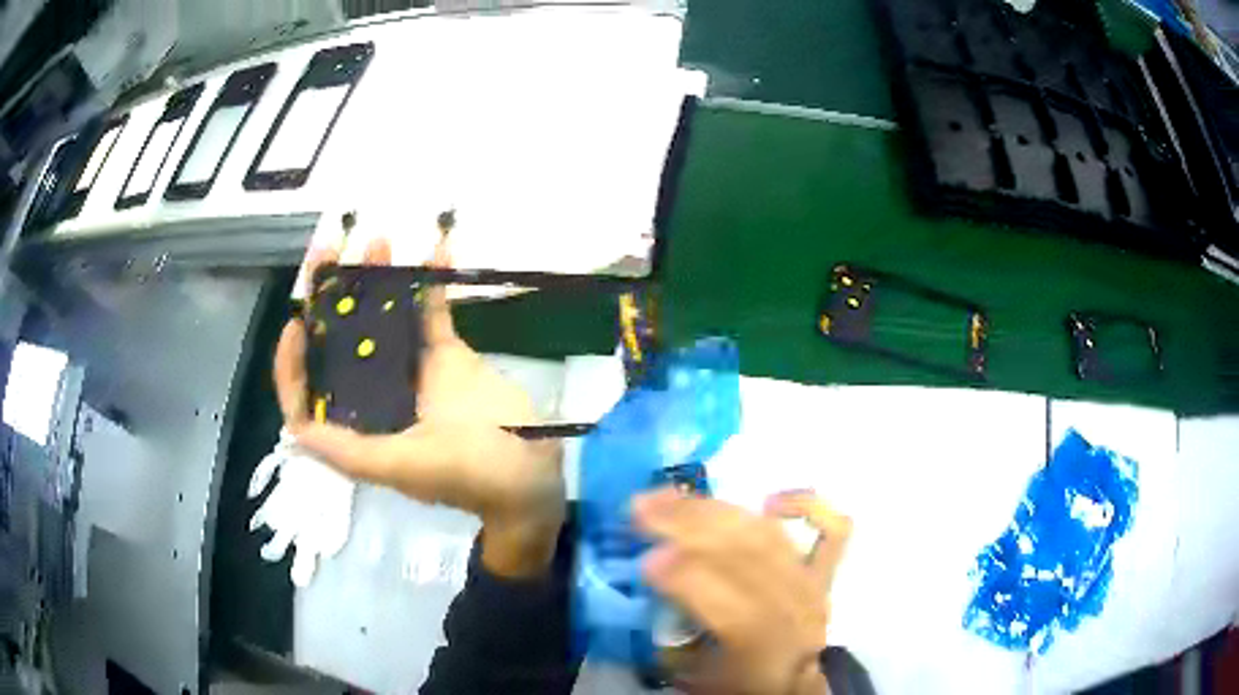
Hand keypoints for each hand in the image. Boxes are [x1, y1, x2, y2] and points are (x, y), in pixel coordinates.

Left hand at [274, 235, 565, 577]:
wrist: (532, 469)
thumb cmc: (469, 474)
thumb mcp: (404, 469)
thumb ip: (349, 453)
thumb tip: (294, 430)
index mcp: (359, 429)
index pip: (309, 400)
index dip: (293, 365)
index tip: (298, 322)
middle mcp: (376, 398)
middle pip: (339, 345)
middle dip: (330, 299)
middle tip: (330, 251)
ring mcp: (412, 373)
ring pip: (381, 321)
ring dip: (376, 280)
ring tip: (378, 240)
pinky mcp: (447, 356)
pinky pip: (433, 313)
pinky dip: (432, 283)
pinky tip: (436, 249)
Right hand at [633, 489, 851, 694]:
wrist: (797, 686)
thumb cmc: (745, 684)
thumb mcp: (702, 678)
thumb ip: (676, 640)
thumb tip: (651, 594)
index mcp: (762, 644)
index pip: (726, 602)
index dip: (686, 578)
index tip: (646, 560)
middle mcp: (793, 607)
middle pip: (745, 554)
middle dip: (688, 525)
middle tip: (641, 509)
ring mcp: (812, 583)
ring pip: (767, 535)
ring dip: (714, 510)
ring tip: (670, 496)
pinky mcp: (825, 571)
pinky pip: (831, 529)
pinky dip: (806, 506)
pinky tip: (770, 501)